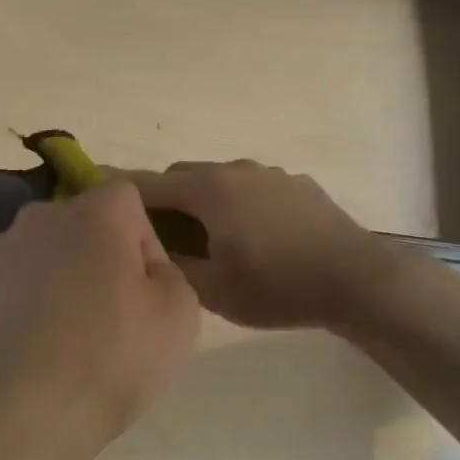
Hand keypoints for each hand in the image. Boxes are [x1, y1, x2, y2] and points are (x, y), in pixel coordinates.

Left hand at [0, 181, 199, 459]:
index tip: (144, 289)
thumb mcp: (179, 317)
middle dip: (99, 257)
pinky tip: (29, 352)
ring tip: (64, 341)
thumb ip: (170, 271)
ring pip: (44, 254)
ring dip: (59, 280)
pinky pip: (10, 284)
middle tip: (110, 316)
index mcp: (95, 214)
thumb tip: (142, 266)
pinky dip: (23, 306)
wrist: (10, 423)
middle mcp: (41, 217)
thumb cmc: (107, 363)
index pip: (129, 199)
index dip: (143, 240)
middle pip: (82, 223)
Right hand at [128, 160, 411, 330]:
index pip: (150, 184)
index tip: (101, 202)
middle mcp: (237, 169)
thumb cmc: (278, 286)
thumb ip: (173, 265)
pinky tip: (254, 237)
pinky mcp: (297, 184)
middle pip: (184, 176)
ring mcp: (271, 173)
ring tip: (209, 240)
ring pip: (220, 180)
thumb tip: (151, 249)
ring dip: (204, 202)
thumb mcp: (214, 290)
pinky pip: (252, 187)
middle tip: (160, 237)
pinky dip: (237, 203)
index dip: (122, 193)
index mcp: (210, 190)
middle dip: (164, 200)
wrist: (357, 280)